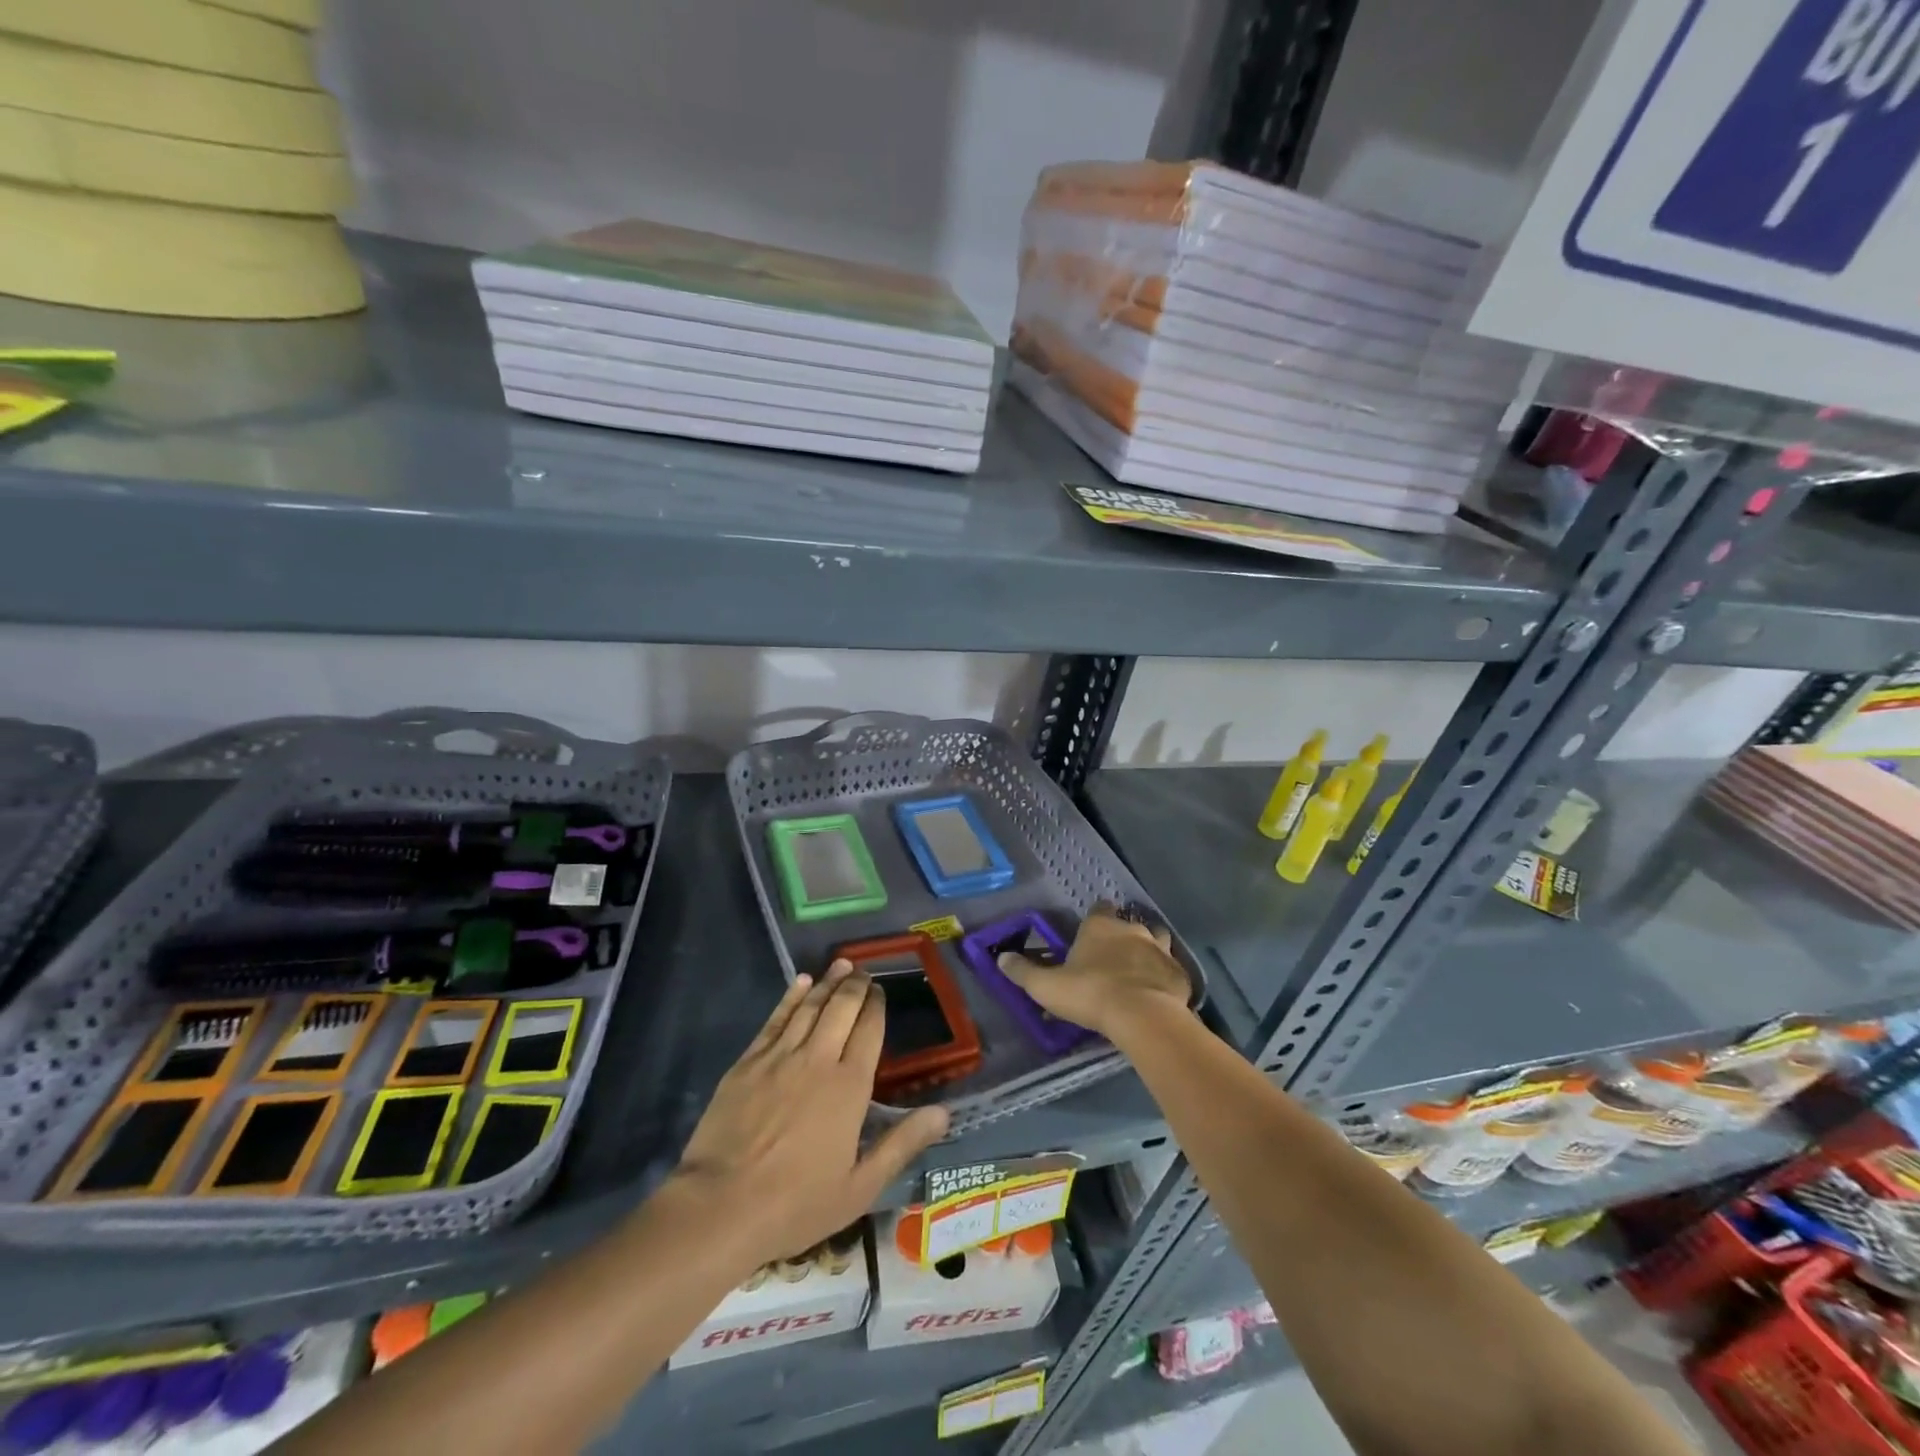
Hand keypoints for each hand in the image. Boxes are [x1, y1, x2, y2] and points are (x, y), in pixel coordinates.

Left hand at [671, 961, 949, 1269]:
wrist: (720, 1206)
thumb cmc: (796, 1203)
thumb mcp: (859, 1187)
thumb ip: (901, 1144)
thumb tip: (944, 1113)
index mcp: (850, 1087)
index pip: (869, 1031)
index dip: (877, 1006)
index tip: (881, 991)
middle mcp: (819, 1059)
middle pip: (842, 1008)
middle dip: (856, 985)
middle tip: (863, 971)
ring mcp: (780, 1057)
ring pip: (810, 1007)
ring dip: (828, 982)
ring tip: (841, 964)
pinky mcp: (748, 1061)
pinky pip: (776, 1019)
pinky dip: (790, 996)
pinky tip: (800, 982)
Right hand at [998, 903, 1189, 1042]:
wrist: (1143, 1016)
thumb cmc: (1090, 994)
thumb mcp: (1047, 986)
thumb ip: (1024, 971)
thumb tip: (1001, 957)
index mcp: (1100, 926)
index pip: (1099, 908)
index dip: (1095, 920)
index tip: (1089, 936)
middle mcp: (1132, 929)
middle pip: (1129, 924)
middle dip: (1122, 937)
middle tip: (1111, 960)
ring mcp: (1161, 949)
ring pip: (1157, 941)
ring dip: (1148, 952)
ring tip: (1138, 972)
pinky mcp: (1179, 973)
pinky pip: (1171, 970)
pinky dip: (1164, 978)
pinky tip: (1157, 995)